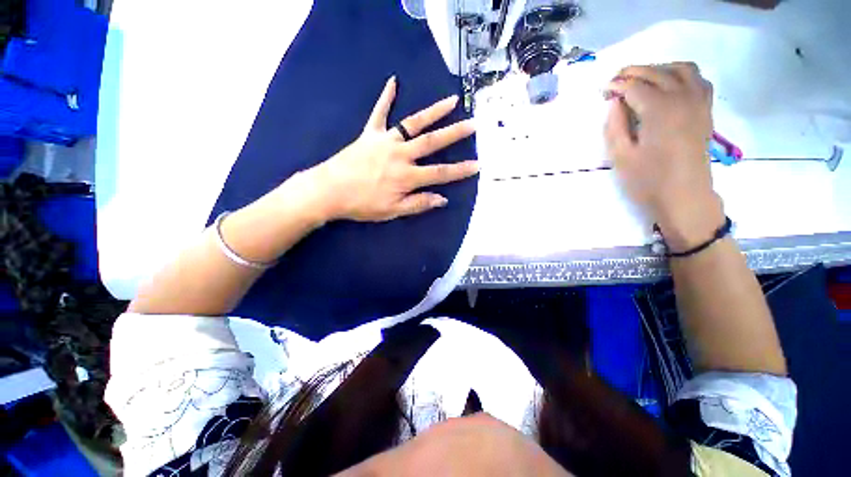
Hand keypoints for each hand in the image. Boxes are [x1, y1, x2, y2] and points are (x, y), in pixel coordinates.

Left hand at [310, 76, 477, 221]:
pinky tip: (393, 81)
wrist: (329, 191)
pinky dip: (386, 97)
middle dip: (455, 134)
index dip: (460, 170)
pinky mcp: (370, 134)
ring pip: (413, 123)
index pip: (440, 173)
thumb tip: (442, 199)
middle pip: (432, 142)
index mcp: (406, 177)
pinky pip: (379, 113)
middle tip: (473, 124)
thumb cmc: (362, 204)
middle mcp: (400, 155)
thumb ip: (418, 203)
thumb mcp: (392, 211)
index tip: (477, 165)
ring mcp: (385, 141)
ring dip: (433, 112)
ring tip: (451, 101)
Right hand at [604, 62, 723, 249]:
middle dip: (633, 73)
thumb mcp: (621, 156)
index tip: (603, 91)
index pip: (634, 86)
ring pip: (681, 69)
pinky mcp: (705, 111)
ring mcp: (698, 103)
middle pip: (656, 72)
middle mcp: (682, 98)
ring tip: (641, 79)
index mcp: (659, 110)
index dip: (616, 86)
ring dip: (658, 68)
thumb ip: (615, 125)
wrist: (684, 197)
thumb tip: (614, 102)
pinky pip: (698, 80)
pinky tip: (669, 84)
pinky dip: (682, 74)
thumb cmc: (648, 180)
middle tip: (615, 82)